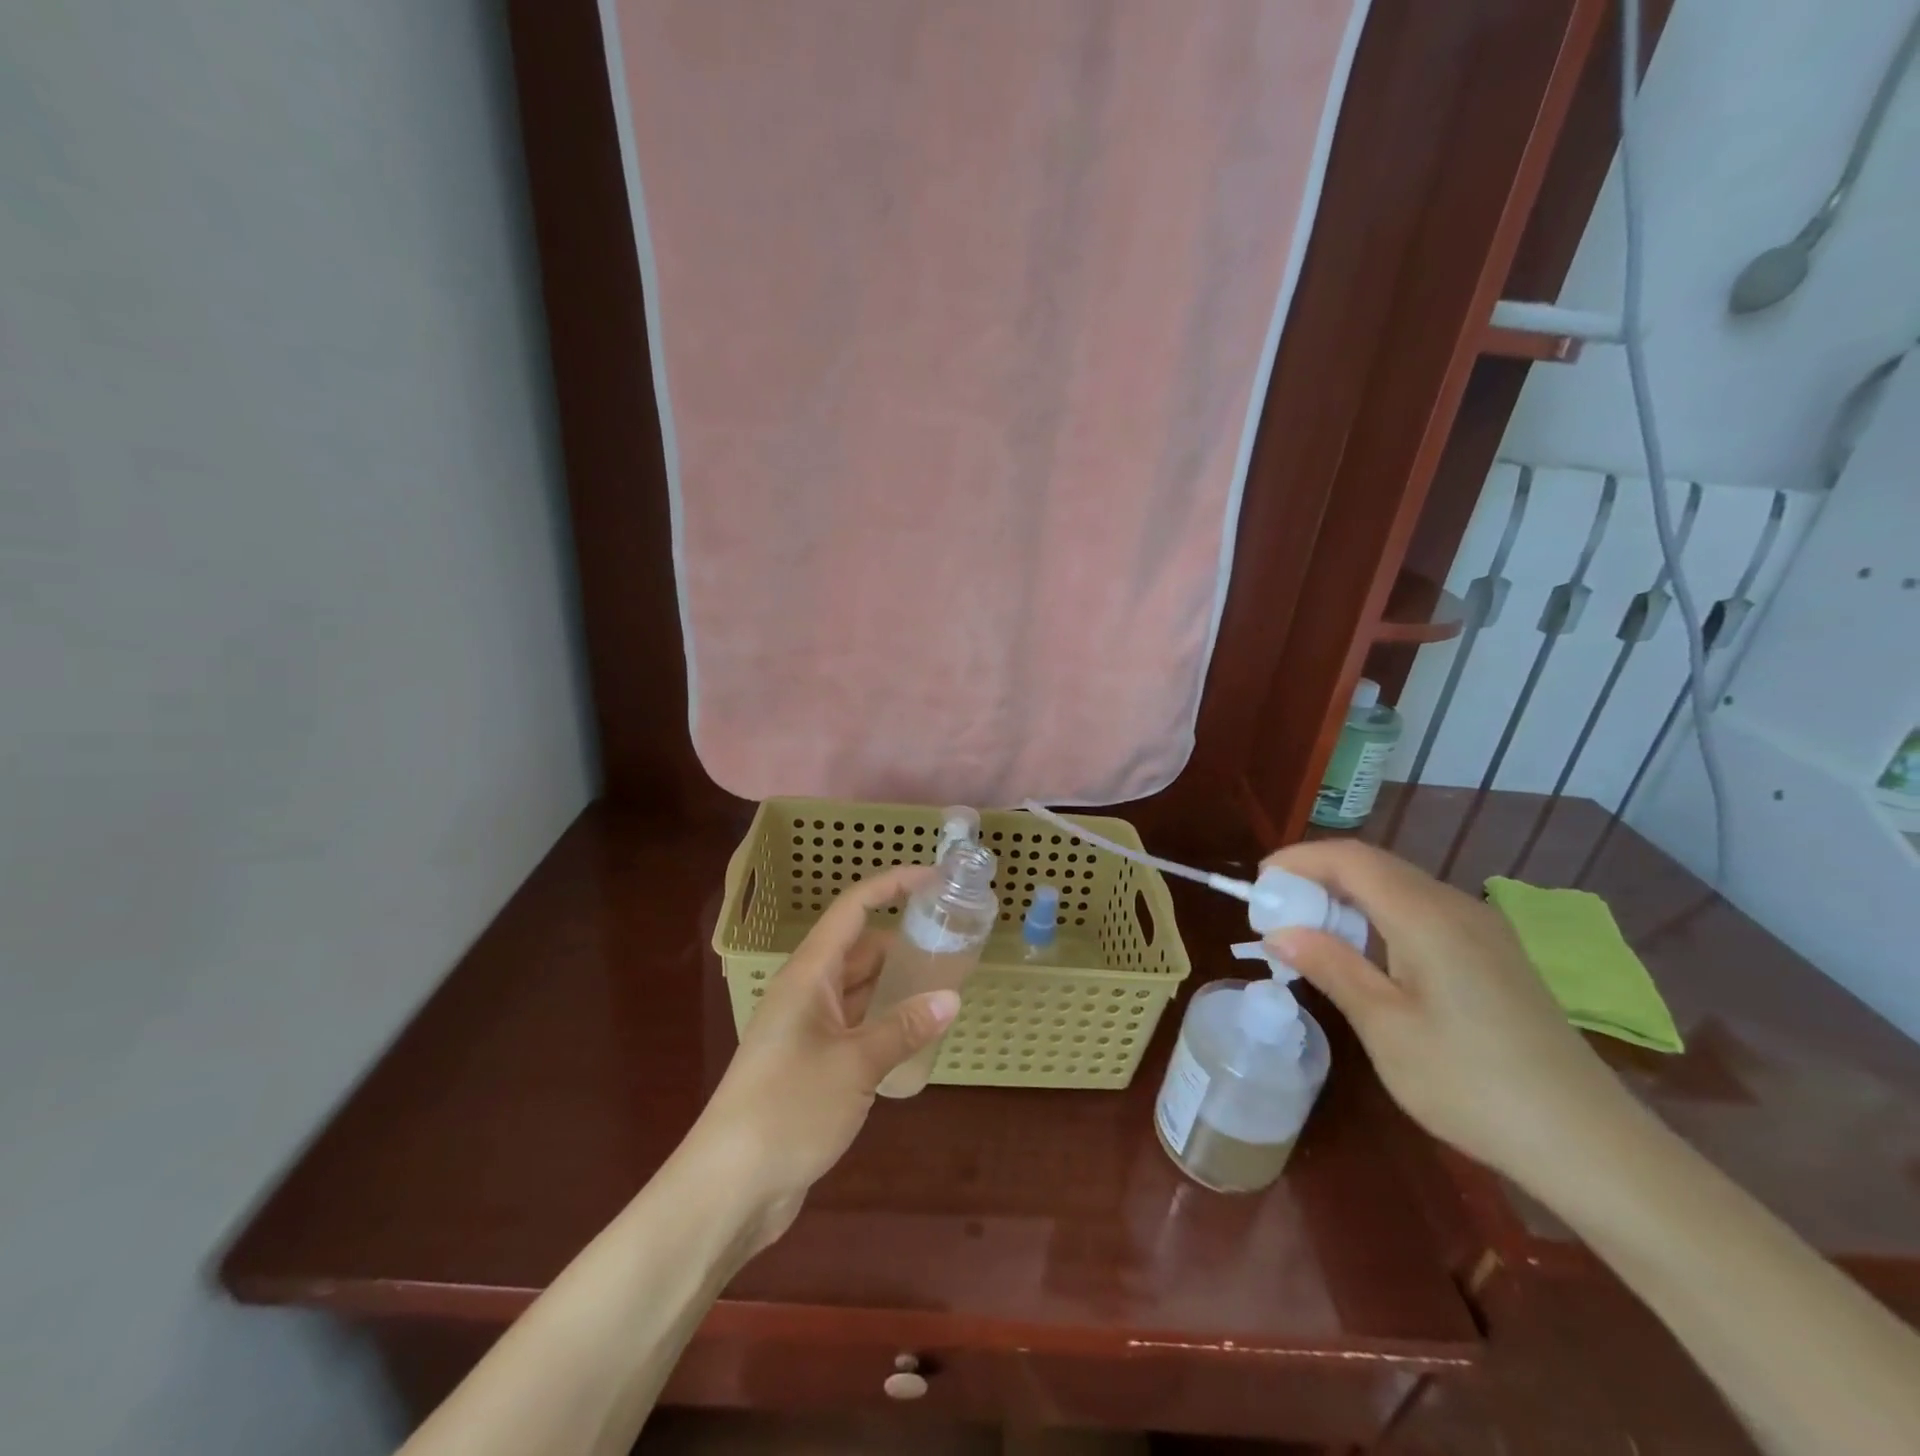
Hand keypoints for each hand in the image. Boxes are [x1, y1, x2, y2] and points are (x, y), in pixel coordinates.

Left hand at [691, 865, 959, 1249]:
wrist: (728, 1187)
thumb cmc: (788, 1108)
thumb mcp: (855, 1065)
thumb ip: (904, 1028)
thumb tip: (950, 999)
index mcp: (808, 975)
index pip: (852, 909)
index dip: (891, 886)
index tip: (933, 878)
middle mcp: (806, 992)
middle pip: (859, 949)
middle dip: (901, 941)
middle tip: (951, 944)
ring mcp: (806, 1030)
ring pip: (858, 989)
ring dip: (895, 985)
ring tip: (943, 987)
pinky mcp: (810, 1064)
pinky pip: (855, 1026)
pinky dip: (884, 1021)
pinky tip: (914, 1036)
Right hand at [1261, 840, 1636, 1184]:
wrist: (1588, 1143)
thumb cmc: (1471, 1084)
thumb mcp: (1385, 1027)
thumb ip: (1330, 966)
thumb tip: (1278, 931)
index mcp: (1427, 916)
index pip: (1350, 858)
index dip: (1298, 860)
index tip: (1258, 886)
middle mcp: (1456, 906)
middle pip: (1373, 865)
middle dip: (1316, 877)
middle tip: (1275, 913)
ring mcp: (1482, 929)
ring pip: (1398, 886)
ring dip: (1346, 898)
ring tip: (1309, 933)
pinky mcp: (1493, 953)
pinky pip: (1421, 910)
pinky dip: (1378, 916)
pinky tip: (1365, 954)